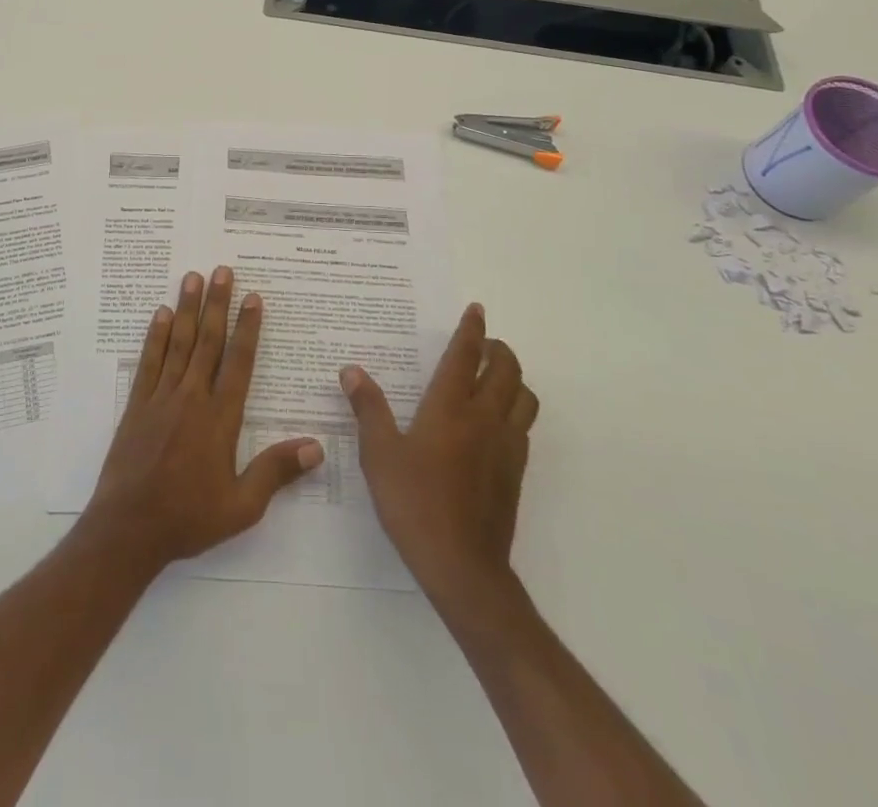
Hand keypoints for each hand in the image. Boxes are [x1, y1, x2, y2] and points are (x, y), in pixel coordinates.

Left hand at [83, 267, 324, 572]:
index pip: (239, 362)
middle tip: (222, 270)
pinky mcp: (137, 405)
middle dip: (217, 304)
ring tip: (192, 277)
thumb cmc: (188, 519)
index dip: (248, 328)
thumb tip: (316, 446)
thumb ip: (276, 472)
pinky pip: (149, 362)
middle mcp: (192, 398)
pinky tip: (160, 314)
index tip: (253, 298)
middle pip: (208, 341)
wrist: (128, 529)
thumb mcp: (242, 506)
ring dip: (187, 308)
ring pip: (178, 343)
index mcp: (220, 418)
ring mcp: (161, 398)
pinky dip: (156, 336)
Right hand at [342, 303, 537, 607]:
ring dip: (514, 378)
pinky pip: (524, 426)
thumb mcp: (379, 454)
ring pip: (524, 398)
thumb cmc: (414, 503)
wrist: (462, 566)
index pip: (466, 356)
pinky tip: (496, 423)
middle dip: (498, 349)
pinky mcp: (515, 473)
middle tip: (484, 343)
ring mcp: (506, 447)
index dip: (472, 330)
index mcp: (451, 408)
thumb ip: (368, 409)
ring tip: (494, 377)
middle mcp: (485, 419)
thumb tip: (352, 370)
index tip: (476, 310)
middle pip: (506, 370)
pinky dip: (516, 410)